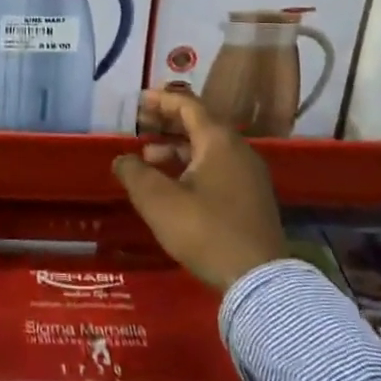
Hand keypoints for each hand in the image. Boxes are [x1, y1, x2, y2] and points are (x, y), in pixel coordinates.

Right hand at [113, 90, 287, 290]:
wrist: (259, 280)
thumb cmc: (205, 230)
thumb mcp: (159, 201)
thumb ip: (135, 173)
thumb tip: (122, 160)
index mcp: (219, 140)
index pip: (188, 105)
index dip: (162, 100)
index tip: (139, 100)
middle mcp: (238, 149)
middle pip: (200, 124)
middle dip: (167, 123)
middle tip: (140, 126)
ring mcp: (249, 174)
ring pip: (208, 148)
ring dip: (177, 148)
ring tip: (148, 160)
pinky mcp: (252, 198)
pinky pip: (218, 167)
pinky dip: (193, 165)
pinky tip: (174, 185)